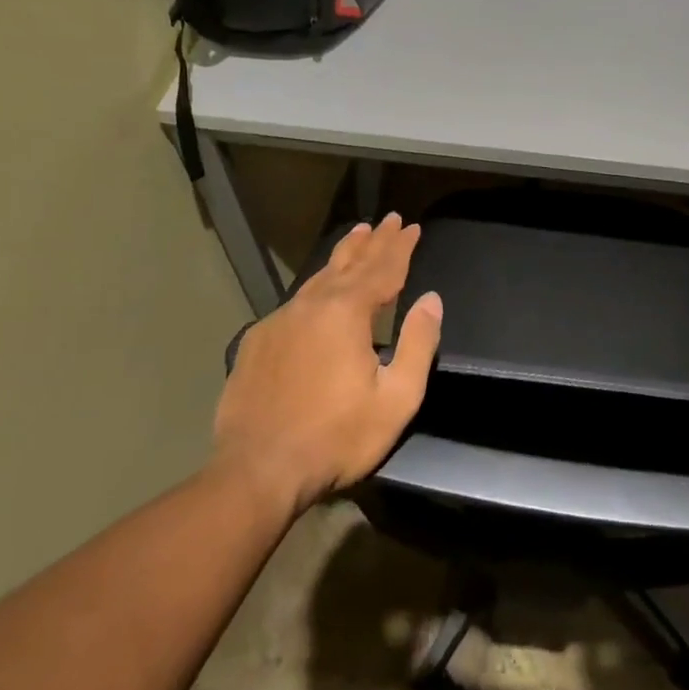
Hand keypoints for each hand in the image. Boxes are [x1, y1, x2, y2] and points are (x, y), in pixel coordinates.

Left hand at [213, 213, 442, 516]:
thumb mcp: (396, 398)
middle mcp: (310, 306)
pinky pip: (295, 301)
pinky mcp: (257, 341)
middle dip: (374, 241)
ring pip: (318, 277)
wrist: (258, 469)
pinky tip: (317, 291)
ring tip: (357, 235)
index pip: (383, 269)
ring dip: (343, 255)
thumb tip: (431, 300)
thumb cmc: (336, 437)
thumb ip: (418, 344)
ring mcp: (279, 321)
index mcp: (346, 313)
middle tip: (390, 220)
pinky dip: (315, 286)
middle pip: (349, 264)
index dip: (401, 247)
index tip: (413, 226)